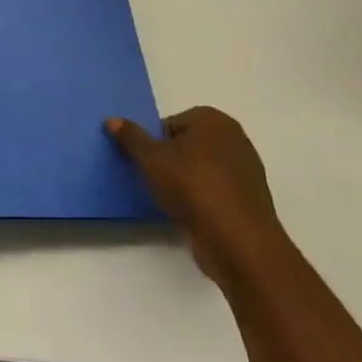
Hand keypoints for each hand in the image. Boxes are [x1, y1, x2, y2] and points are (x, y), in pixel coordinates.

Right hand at [105, 107, 283, 284]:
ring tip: (169, 199)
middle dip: (171, 160)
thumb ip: (131, 137)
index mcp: (213, 120)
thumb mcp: (150, 158)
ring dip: (185, 181)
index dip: (154, 142)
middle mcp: (234, 139)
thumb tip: (112, 120)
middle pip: (188, 145)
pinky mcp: (249, 201)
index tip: (145, 162)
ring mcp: (246, 171)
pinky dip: (201, 200)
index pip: (172, 123)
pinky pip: (215, 192)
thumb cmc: (192, 186)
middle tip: (153, 179)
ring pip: (202, 170)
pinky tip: (188, 214)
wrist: (237, 241)